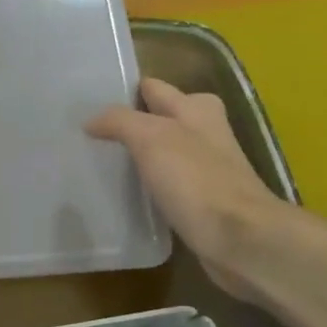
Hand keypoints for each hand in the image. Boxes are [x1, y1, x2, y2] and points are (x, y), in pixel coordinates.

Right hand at [86, 79, 286, 297]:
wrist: (239, 238)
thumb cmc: (196, 180)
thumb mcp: (151, 138)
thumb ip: (119, 121)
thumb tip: (91, 121)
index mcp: (196, 108)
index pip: (152, 88)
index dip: (123, 91)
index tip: (87, 103)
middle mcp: (204, 132)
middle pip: (159, 119)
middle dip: (128, 123)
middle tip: (87, 136)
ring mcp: (205, 167)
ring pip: (162, 152)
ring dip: (136, 156)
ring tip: (98, 163)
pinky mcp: (202, 200)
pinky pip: (167, 183)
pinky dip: (148, 184)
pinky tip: (125, 195)